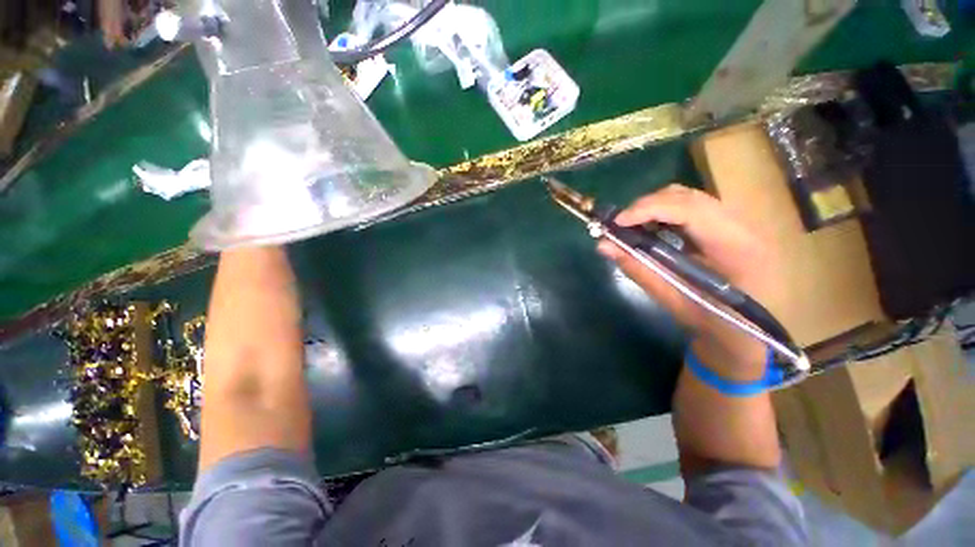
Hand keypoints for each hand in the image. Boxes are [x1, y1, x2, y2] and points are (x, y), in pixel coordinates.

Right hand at [597, 184, 779, 377]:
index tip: (617, 223)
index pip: (690, 209)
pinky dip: (664, 215)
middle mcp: (743, 226)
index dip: (649, 209)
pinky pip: (691, 209)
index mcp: (737, 248)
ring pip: (689, 198)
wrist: (758, 337)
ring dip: (654, 208)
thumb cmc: (719, 327)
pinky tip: (651, 231)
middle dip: (647, 205)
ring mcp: (739, 224)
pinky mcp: (729, 227)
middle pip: (688, 196)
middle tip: (619, 226)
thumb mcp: (676, 302)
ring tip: (631, 228)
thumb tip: (604, 246)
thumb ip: (640, 271)